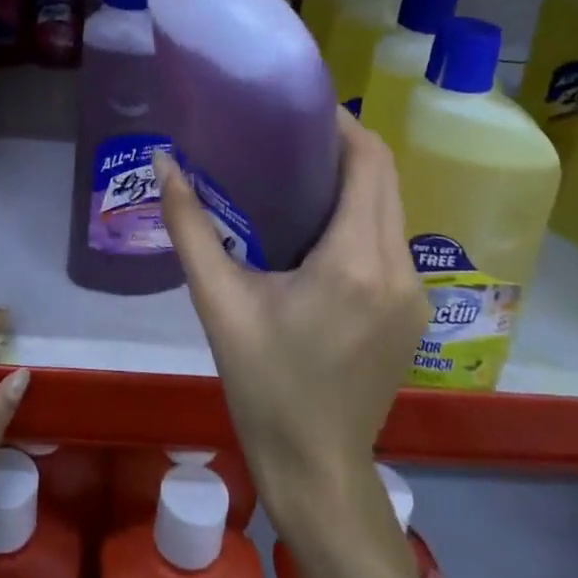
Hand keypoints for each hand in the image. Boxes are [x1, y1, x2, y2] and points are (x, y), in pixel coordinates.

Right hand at [155, 111, 426, 528]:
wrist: (317, 468)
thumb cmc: (264, 385)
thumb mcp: (219, 302)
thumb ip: (189, 225)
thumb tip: (162, 162)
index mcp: (355, 261)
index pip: (369, 162)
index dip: (341, 125)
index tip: (298, 109)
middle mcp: (398, 268)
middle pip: (386, 177)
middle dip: (345, 147)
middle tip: (289, 136)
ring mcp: (414, 292)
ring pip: (391, 207)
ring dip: (354, 180)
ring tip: (298, 173)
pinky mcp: (413, 310)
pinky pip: (391, 238)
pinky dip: (362, 214)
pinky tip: (318, 226)